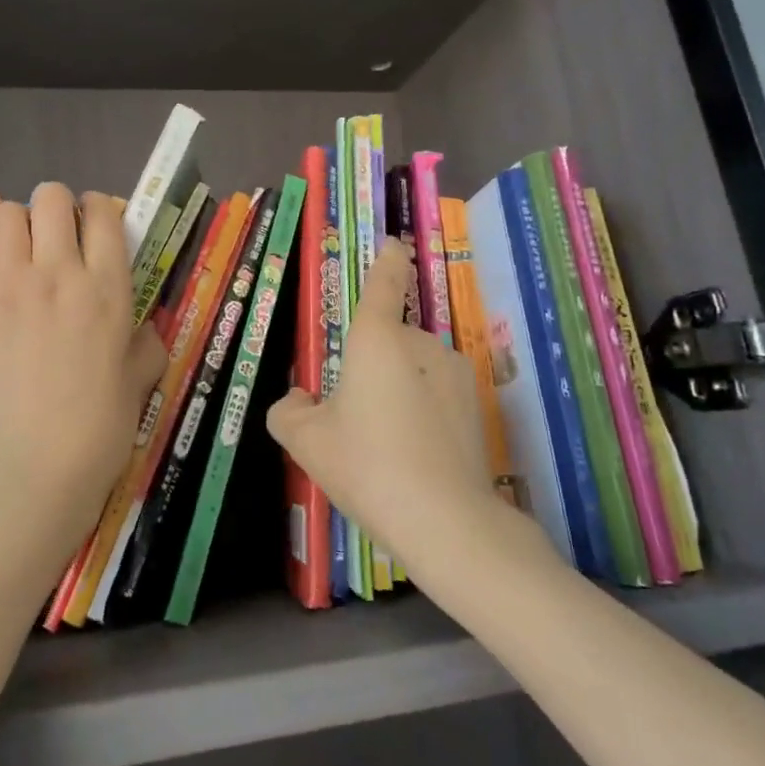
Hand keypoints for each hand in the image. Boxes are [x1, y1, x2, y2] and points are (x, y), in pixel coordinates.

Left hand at [0, 184, 166, 561]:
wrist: (35, 466)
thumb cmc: (100, 426)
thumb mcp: (141, 378)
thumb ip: (145, 340)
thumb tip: (140, 326)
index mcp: (107, 287)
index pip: (102, 211)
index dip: (100, 210)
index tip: (96, 229)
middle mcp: (57, 273)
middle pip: (50, 196)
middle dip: (57, 208)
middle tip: (58, 239)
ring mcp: (8, 286)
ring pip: (3, 214)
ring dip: (17, 226)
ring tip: (22, 255)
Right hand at [268, 239, 557, 573]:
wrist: (445, 521)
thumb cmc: (366, 465)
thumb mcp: (305, 440)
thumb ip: (288, 409)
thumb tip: (300, 397)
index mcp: (378, 339)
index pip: (384, 284)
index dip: (387, 261)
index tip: (394, 244)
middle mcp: (422, 344)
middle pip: (390, 340)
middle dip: (371, 365)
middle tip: (352, 416)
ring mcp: (455, 375)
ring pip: (414, 369)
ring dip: (398, 389)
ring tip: (383, 443)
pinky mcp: (476, 407)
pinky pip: (435, 395)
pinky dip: (421, 411)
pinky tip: (413, 455)